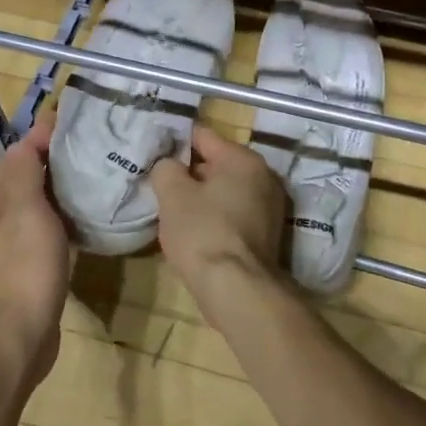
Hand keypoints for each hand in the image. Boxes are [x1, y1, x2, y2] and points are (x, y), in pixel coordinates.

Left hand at [0, 116, 69, 386]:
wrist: (19, 335)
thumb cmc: (25, 266)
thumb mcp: (26, 209)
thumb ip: (25, 169)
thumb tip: (32, 134)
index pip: (15, 156)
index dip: (42, 138)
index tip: (76, 124)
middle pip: (23, 180)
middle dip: (51, 163)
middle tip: (90, 151)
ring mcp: (6, 248)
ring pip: (33, 206)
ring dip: (56, 191)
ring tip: (90, 181)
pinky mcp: (22, 270)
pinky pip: (41, 231)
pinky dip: (59, 219)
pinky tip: (79, 222)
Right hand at [149, 125, 287, 292]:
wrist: (237, 289)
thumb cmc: (202, 232)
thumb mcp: (173, 194)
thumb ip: (166, 168)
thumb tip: (170, 164)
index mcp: (243, 159)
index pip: (203, 136)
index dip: (176, 142)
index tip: (155, 152)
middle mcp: (264, 176)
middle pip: (217, 163)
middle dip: (190, 172)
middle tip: (161, 183)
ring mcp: (270, 206)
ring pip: (226, 190)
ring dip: (203, 196)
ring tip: (174, 209)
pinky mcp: (268, 234)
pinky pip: (235, 213)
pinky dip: (217, 216)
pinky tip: (195, 230)